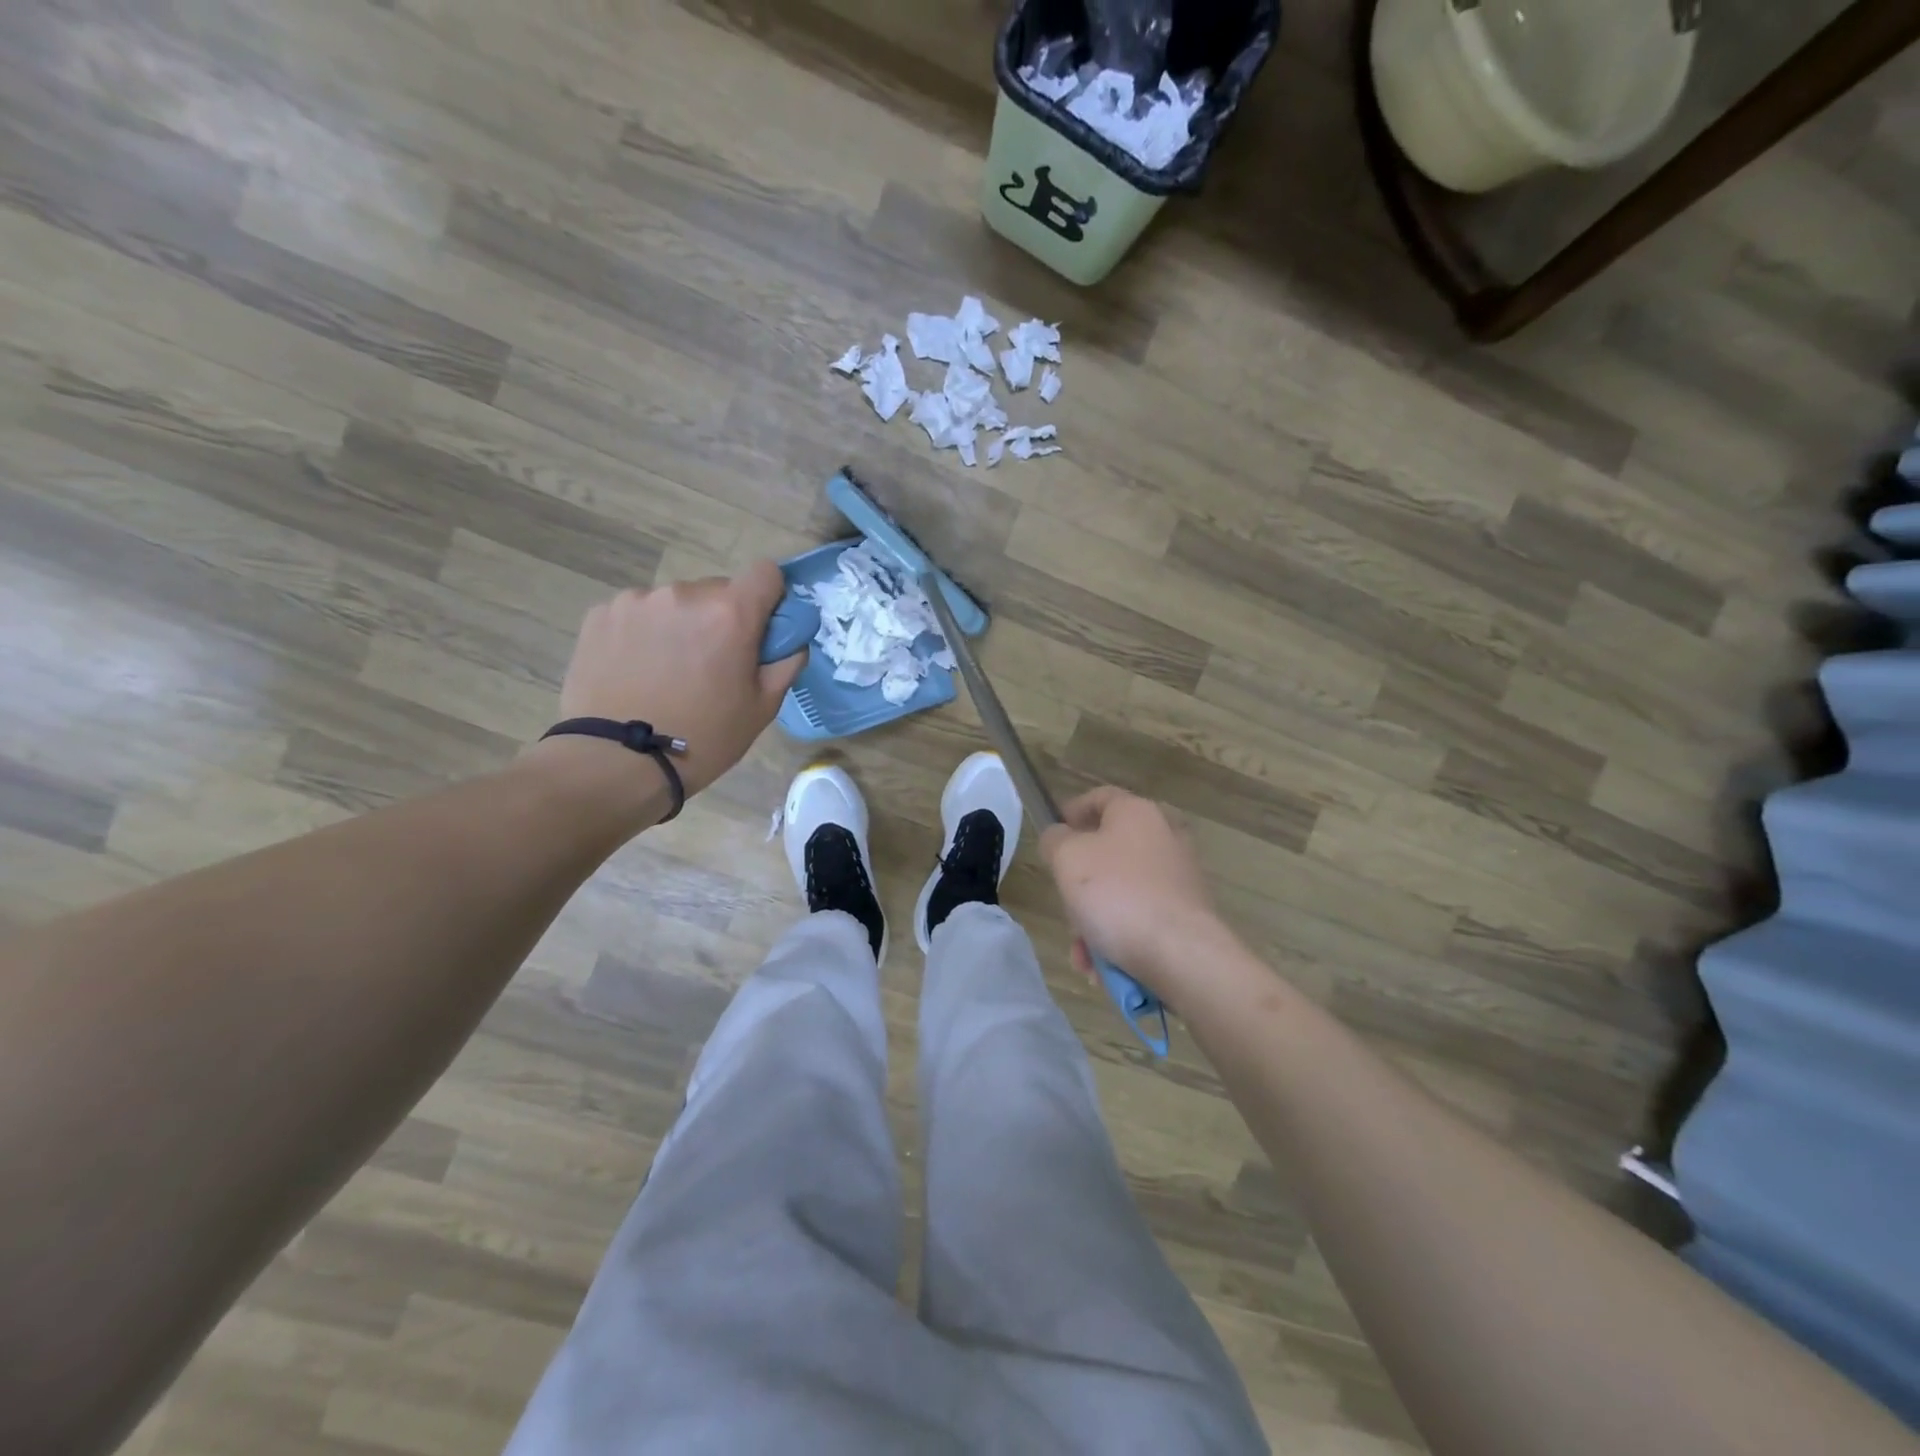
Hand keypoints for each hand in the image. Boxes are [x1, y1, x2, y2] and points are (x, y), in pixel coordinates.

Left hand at [545, 561, 805, 801]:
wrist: (615, 762)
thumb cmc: (703, 738)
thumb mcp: (763, 708)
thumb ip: (786, 662)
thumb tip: (791, 640)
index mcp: (731, 613)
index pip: (766, 572)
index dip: (770, 597)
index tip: (762, 628)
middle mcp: (684, 593)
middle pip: (718, 590)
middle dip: (722, 618)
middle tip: (712, 664)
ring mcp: (637, 601)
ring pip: (675, 603)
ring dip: (681, 625)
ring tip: (668, 672)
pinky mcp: (600, 614)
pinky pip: (638, 614)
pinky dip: (644, 634)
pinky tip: (637, 671)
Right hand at [1040, 787, 1222, 995]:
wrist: (1182, 954)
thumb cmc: (1117, 895)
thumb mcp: (1067, 858)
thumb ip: (1055, 840)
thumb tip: (1059, 837)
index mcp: (1137, 812)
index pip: (1099, 797)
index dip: (1071, 811)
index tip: (1053, 835)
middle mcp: (1164, 836)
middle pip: (1107, 851)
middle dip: (1079, 885)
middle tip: (1065, 906)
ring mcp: (1179, 876)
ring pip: (1121, 891)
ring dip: (1094, 921)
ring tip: (1082, 954)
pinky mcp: (1187, 912)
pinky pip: (1141, 918)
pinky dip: (1120, 938)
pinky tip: (1104, 968)